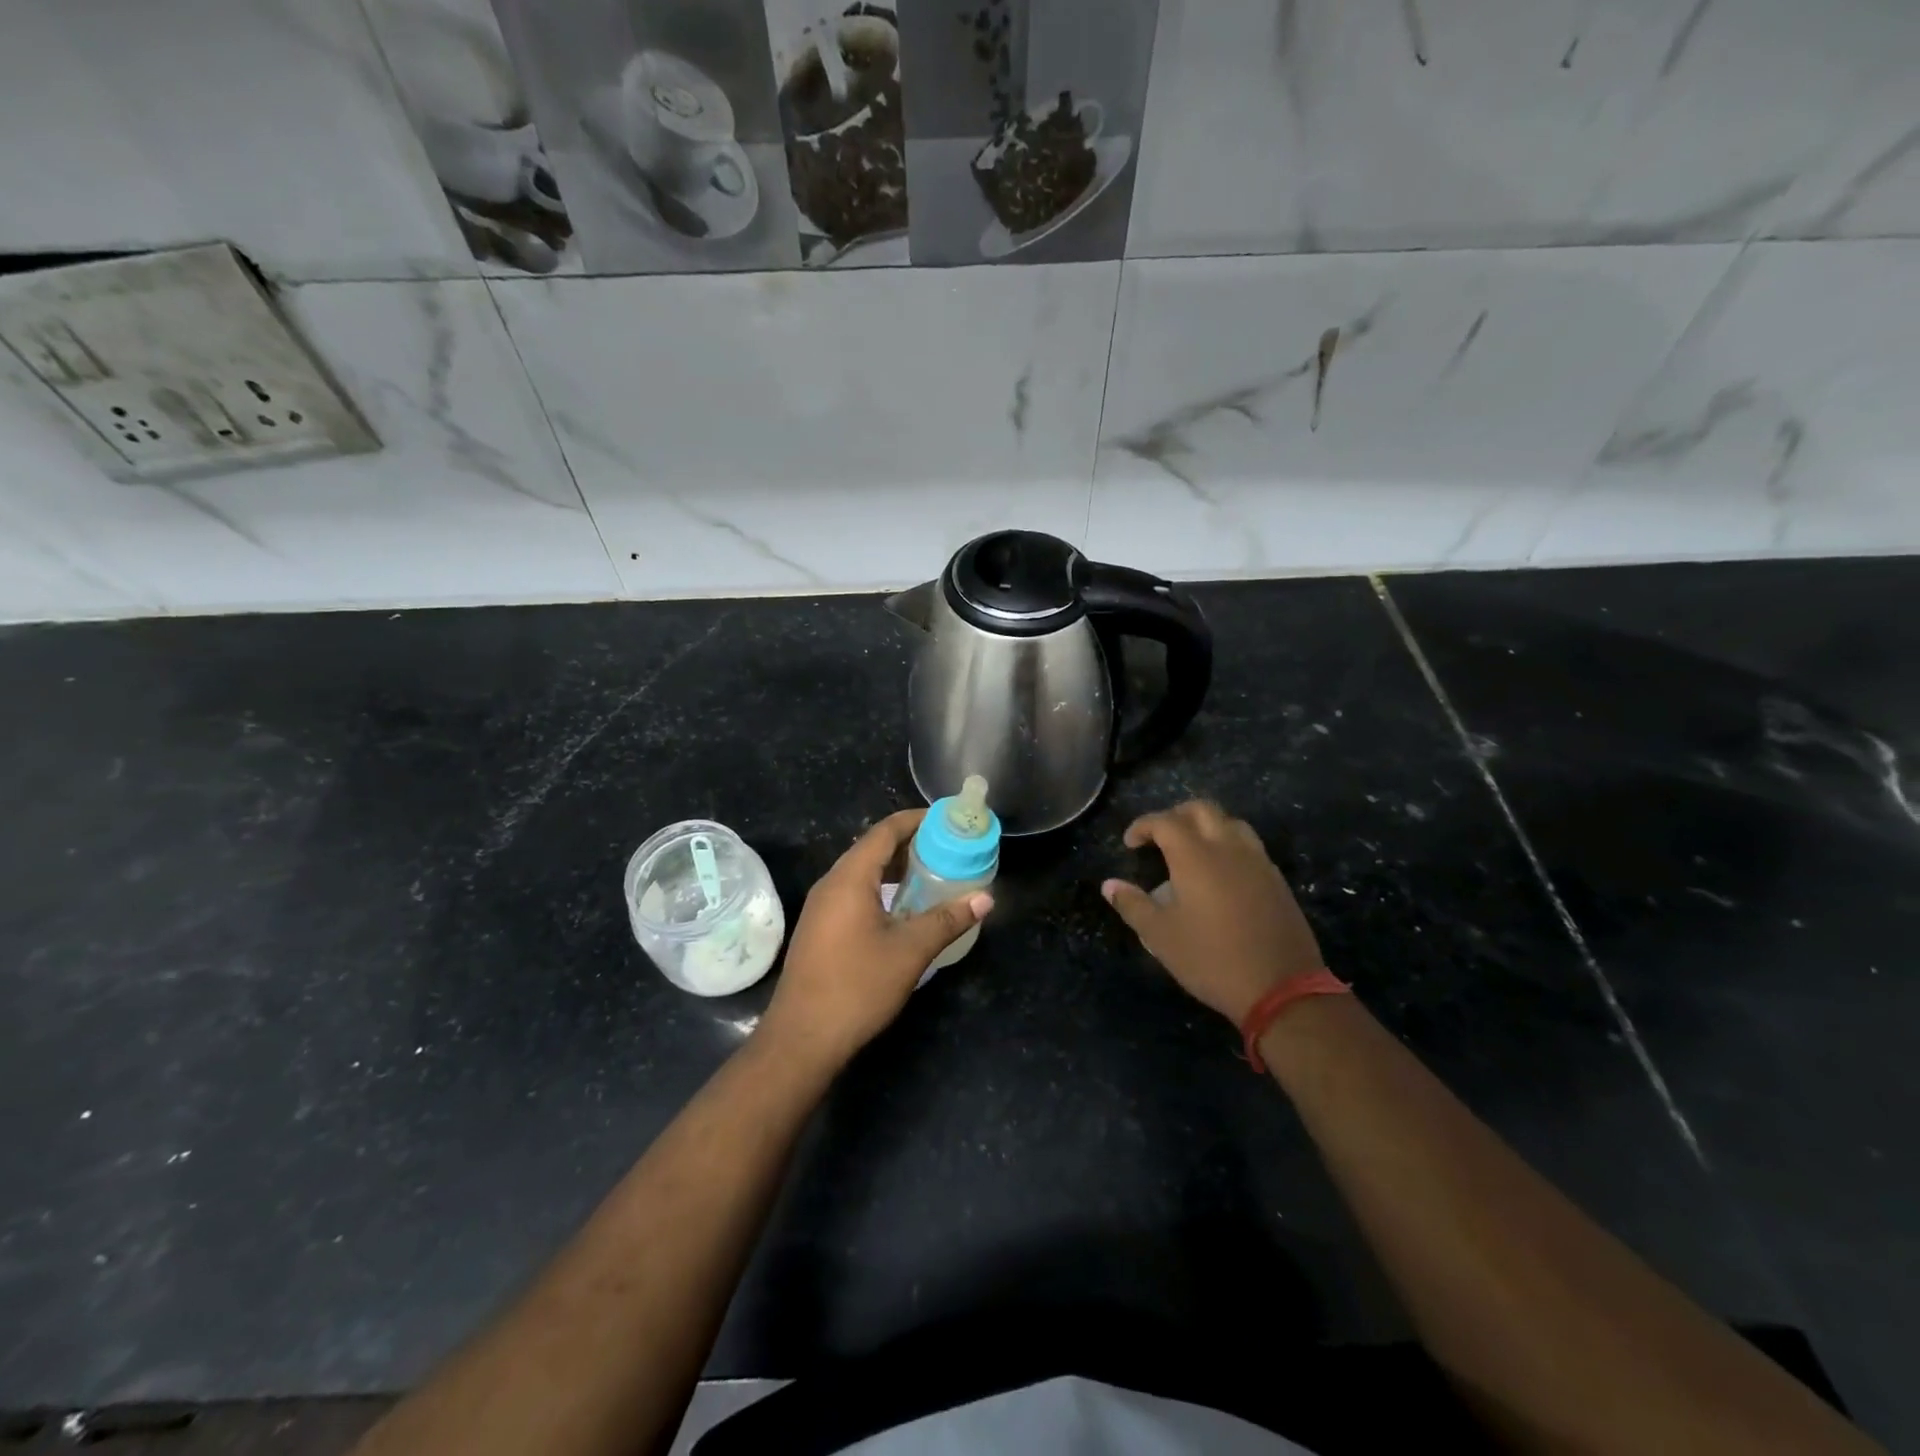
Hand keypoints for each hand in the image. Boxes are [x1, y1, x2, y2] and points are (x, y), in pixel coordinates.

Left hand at [762, 809, 992, 1072]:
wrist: (801, 1039)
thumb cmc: (857, 987)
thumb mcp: (910, 951)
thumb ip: (948, 919)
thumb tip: (986, 898)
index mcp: (850, 878)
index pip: (885, 831)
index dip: (917, 820)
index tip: (948, 820)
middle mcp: (831, 884)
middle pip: (873, 849)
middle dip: (911, 844)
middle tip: (949, 849)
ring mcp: (822, 907)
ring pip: (863, 873)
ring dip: (897, 869)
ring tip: (934, 875)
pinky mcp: (820, 929)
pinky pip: (855, 893)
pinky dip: (883, 889)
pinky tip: (905, 909)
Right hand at [1102, 800, 1323, 1025]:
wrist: (1282, 988)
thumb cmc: (1211, 959)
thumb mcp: (1161, 936)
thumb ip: (1133, 905)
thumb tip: (1109, 885)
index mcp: (1195, 856)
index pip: (1164, 821)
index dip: (1143, 826)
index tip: (1130, 844)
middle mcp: (1228, 848)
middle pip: (1201, 809)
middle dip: (1175, 815)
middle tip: (1159, 837)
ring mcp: (1257, 861)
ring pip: (1230, 822)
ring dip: (1206, 825)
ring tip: (1191, 849)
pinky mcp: (1276, 879)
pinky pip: (1249, 844)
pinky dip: (1228, 843)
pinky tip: (1221, 872)